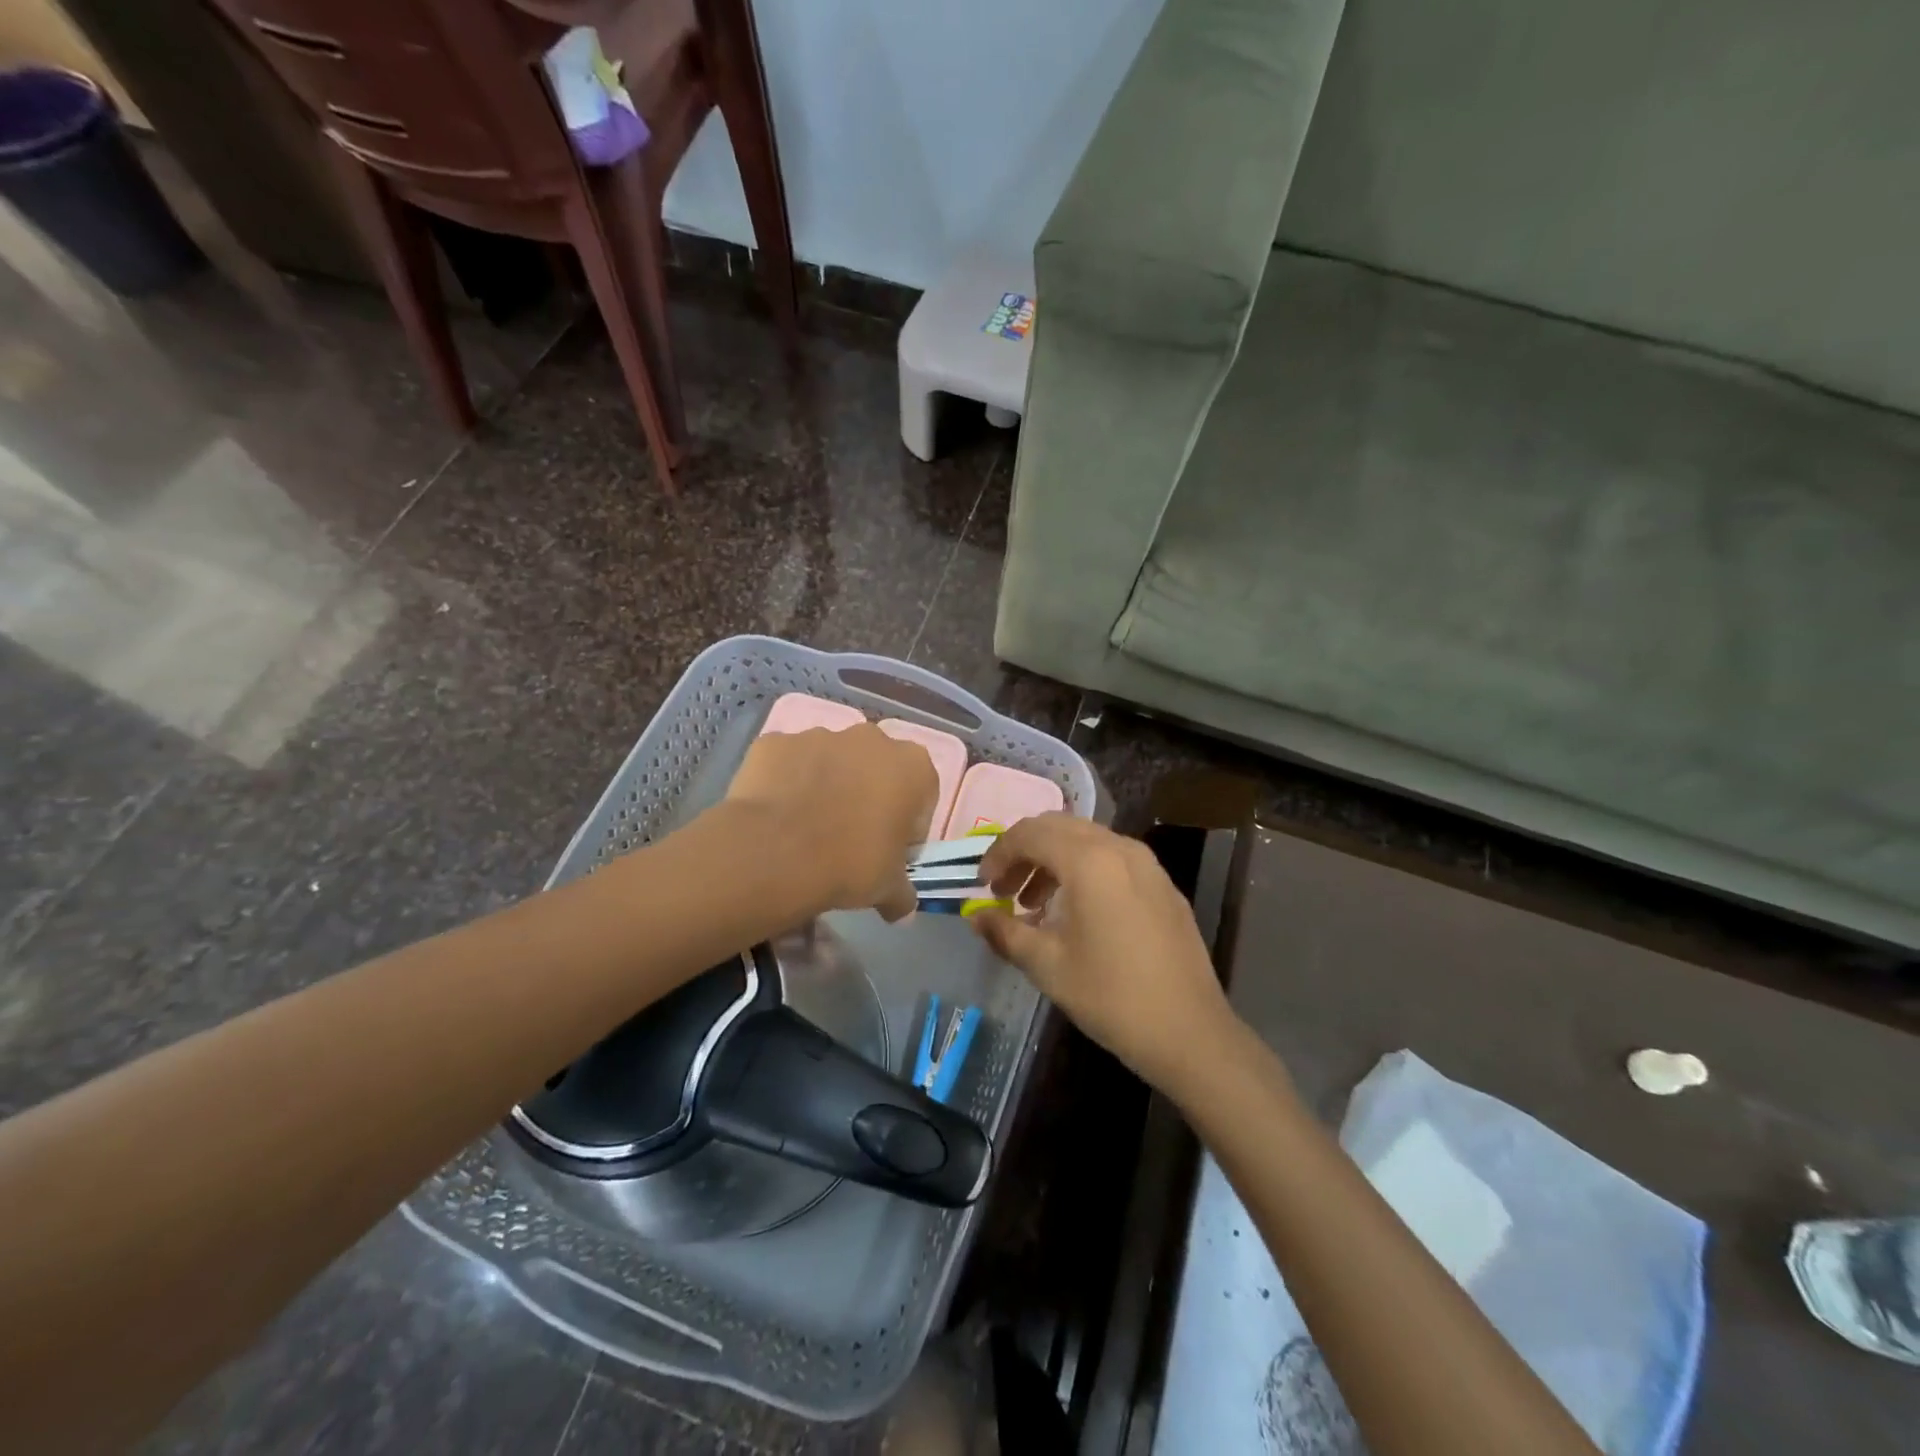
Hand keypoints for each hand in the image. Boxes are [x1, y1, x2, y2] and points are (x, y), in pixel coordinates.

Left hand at [722, 724, 936, 921]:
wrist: (774, 852)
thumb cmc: (850, 864)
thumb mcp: (888, 889)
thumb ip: (902, 893)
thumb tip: (901, 908)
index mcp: (913, 765)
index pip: (921, 797)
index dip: (907, 828)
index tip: (889, 854)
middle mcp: (871, 739)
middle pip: (877, 769)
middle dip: (868, 797)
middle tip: (849, 840)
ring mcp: (820, 734)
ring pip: (832, 762)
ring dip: (827, 786)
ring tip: (807, 830)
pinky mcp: (777, 742)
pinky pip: (789, 763)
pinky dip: (786, 783)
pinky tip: (777, 817)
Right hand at [971, 814, 1233, 1091]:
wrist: (1190, 1032)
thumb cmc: (1111, 996)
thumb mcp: (1047, 965)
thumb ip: (1005, 932)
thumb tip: (976, 918)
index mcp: (1089, 860)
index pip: (1030, 834)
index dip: (998, 854)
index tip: (982, 886)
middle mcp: (1120, 848)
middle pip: (1058, 828)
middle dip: (1024, 852)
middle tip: (1003, 890)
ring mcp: (1148, 865)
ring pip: (1087, 842)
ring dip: (1053, 862)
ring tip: (1034, 906)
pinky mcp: (1164, 886)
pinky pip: (1112, 860)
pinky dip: (1083, 871)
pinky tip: (1075, 914)